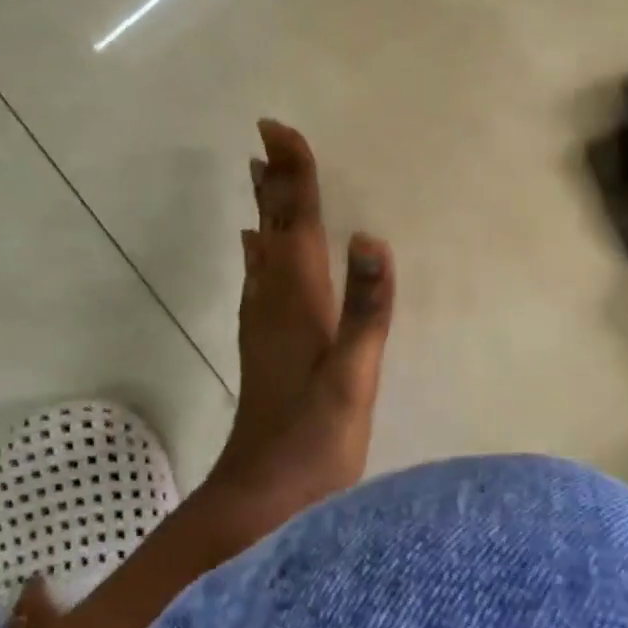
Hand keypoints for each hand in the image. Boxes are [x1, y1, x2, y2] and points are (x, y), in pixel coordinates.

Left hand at [200, 121, 394, 527]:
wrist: (262, 499)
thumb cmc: (314, 439)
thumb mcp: (352, 376)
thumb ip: (366, 308)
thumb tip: (371, 236)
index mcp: (298, 301)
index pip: (295, 223)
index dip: (291, 176)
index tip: (277, 129)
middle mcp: (273, 302)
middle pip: (273, 228)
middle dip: (274, 182)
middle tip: (266, 139)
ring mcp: (263, 325)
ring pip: (262, 251)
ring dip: (264, 210)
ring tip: (260, 176)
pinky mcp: (263, 345)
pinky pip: (259, 279)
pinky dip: (259, 251)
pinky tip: (255, 249)